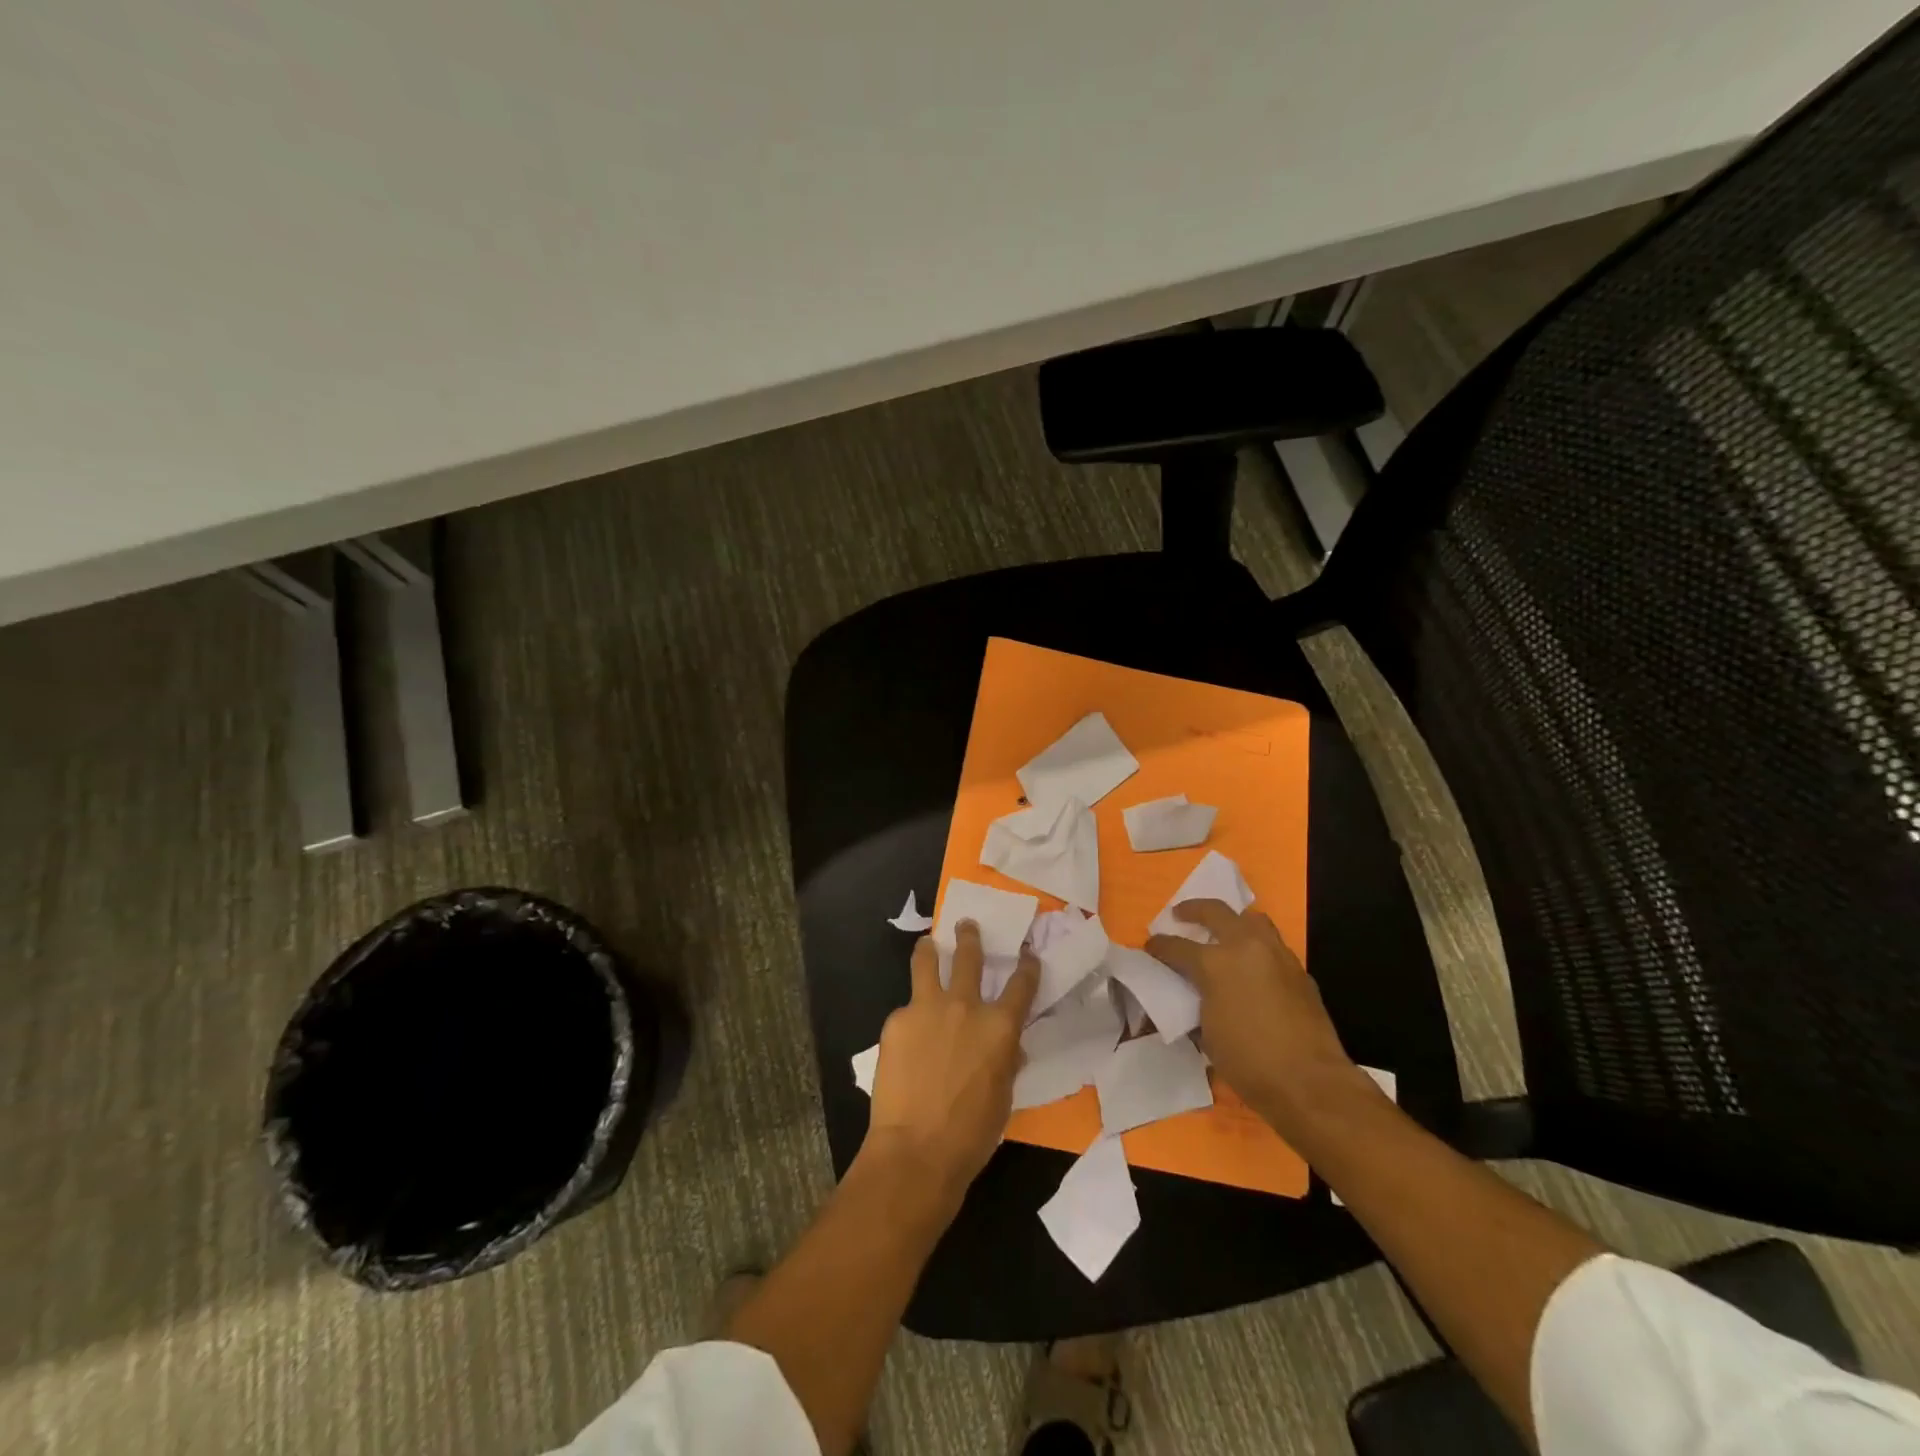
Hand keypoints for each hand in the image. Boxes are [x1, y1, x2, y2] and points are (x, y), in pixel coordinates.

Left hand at [863, 921, 1038, 1200]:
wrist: (917, 1149)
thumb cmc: (972, 1133)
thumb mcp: (1003, 1094)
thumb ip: (1005, 1060)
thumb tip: (1007, 1047)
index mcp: (1000, 1026)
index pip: (1021, 984)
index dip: (1027, 966)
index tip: (1027, 954)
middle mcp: (965, 1006)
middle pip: (969, 956)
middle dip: (970, 936)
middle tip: (966, 924)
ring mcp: (927, 1008)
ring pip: (927, 961)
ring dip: (930, 948)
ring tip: (928, 943)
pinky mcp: (896, 1020)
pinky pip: (906, 1008)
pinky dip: (910, 1014)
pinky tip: (906, 1034)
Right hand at [1146, 899, 1366, 1135]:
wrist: (1310, 1083)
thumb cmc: (1248, 1062)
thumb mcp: (1207, 1033)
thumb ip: (1198, 1002)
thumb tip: (1196, 994)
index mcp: (1214, 963)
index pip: (1177, 946)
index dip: (1159, 946)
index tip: (1151, 945)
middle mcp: (1245, 947)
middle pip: (1215, 912)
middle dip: (1193, 910)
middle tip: (1180, 915)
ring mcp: (1277, 955)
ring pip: (1252, 919)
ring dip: (1232, 921)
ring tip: (1222, 932)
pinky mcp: (1299, 970)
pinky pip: (1273, 945)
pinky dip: (1257, 947)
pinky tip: (1253, 966)